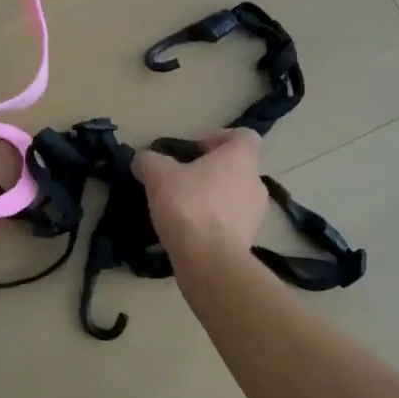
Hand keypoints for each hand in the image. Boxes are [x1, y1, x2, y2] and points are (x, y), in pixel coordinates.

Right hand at [132, 128, 266, 255]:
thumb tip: (143, 159)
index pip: (244, 136)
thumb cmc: (189, 206)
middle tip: (183, 179)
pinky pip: (231, 222)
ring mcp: (256, 214)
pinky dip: (214, 222)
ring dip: (213, 197)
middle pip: (237, 167)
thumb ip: (149, 161)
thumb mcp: (158, 176)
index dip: (220, 137)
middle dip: (211, 171)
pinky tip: (189, 230)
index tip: (196, 150)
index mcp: (240, 159)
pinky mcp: (249, 240)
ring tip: (183, 207)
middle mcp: (255, 183)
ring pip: (234, 195)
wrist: (209, 262)